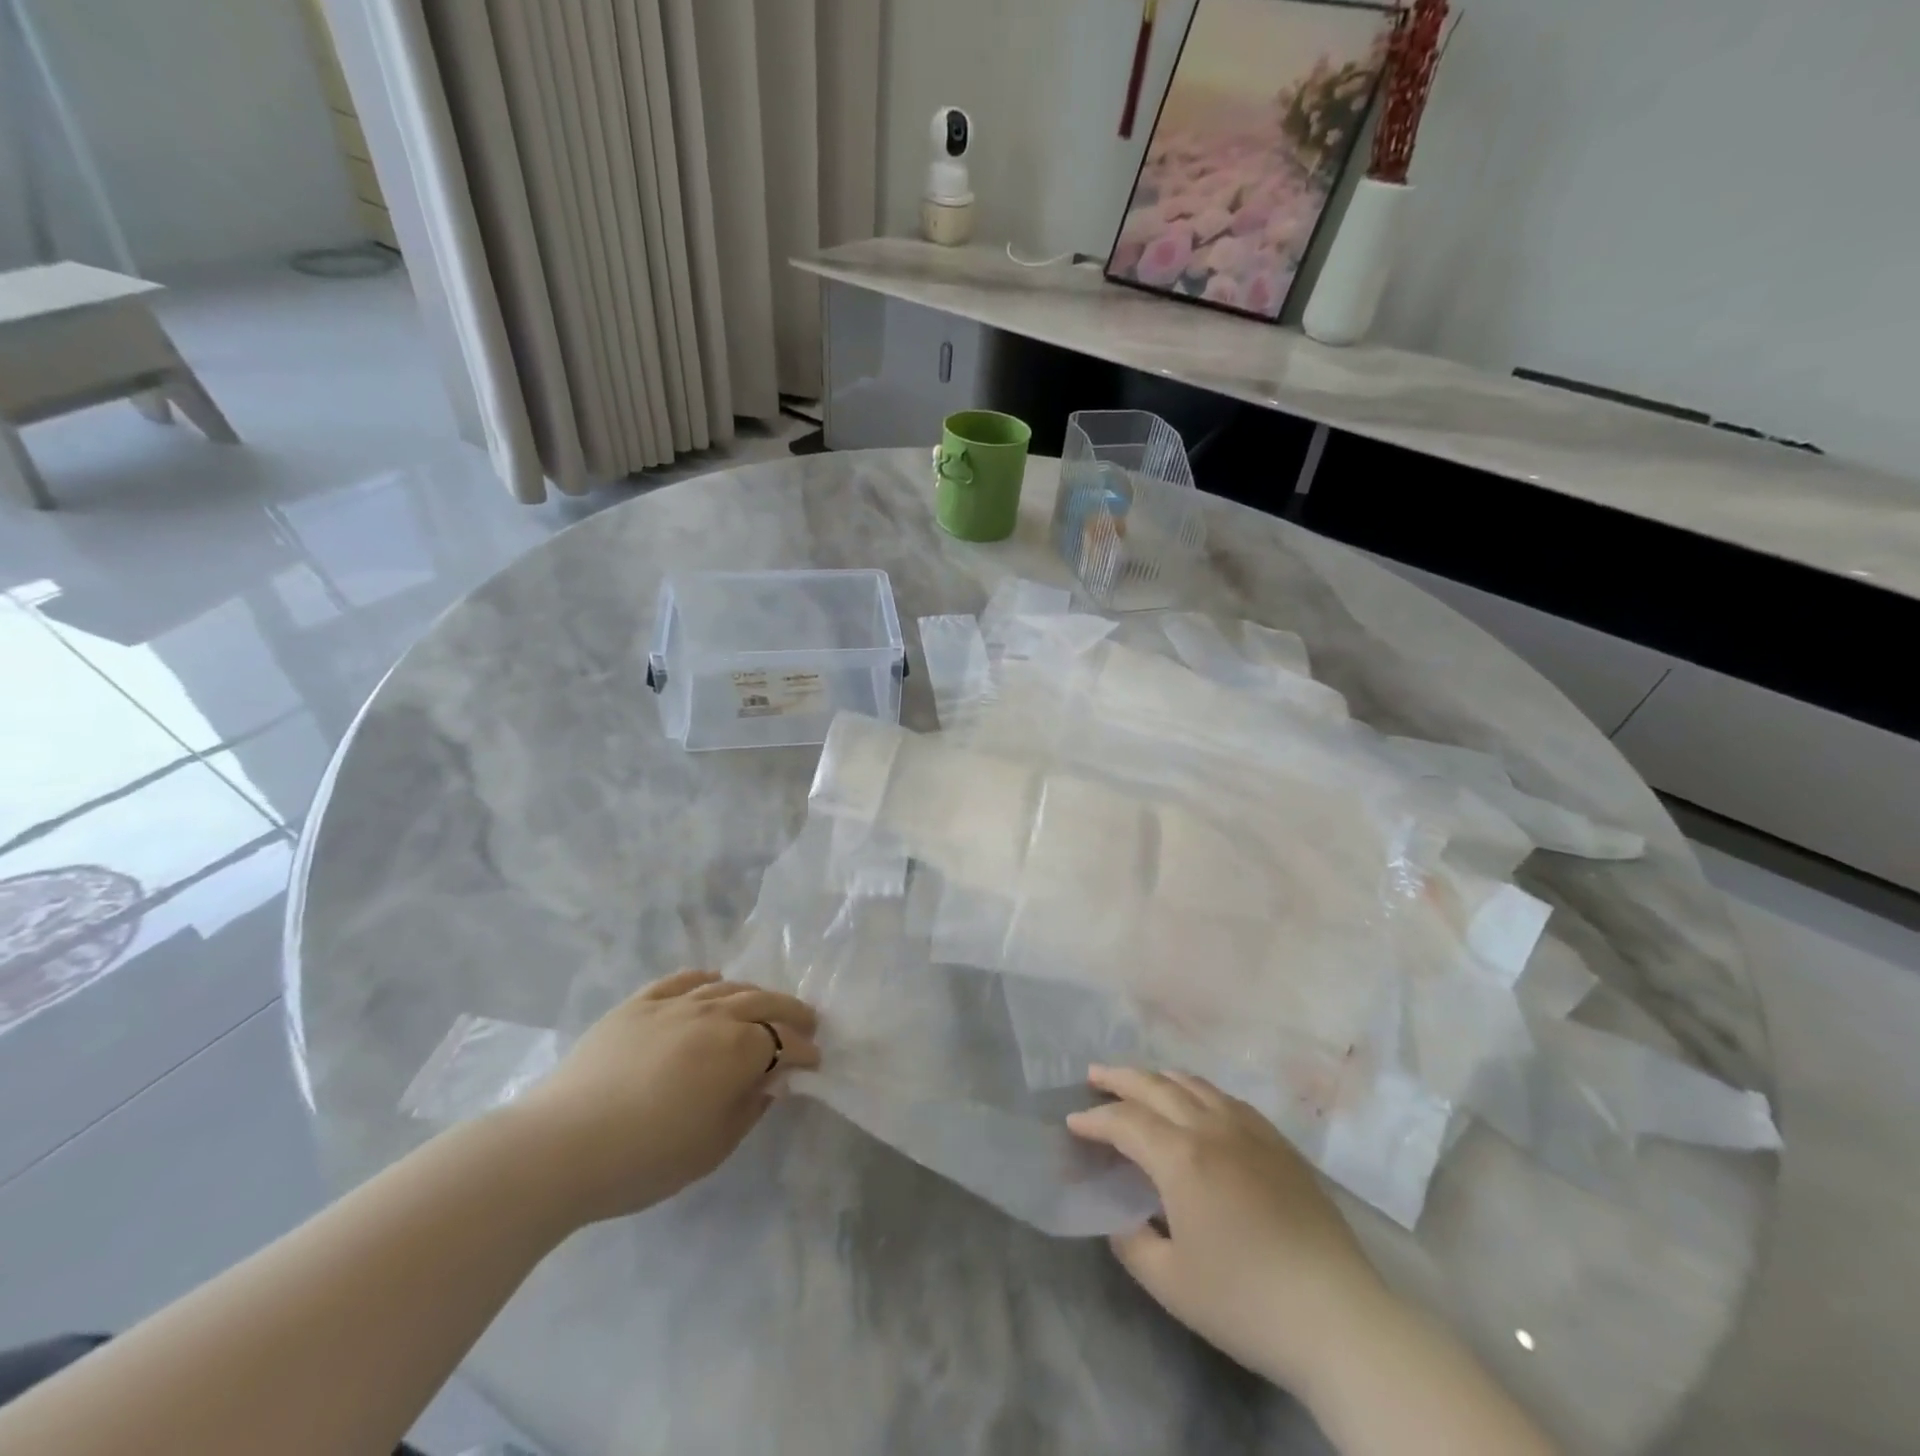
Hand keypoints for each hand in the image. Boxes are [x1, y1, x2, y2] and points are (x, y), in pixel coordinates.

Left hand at [507, 970, 819, 1227]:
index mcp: (738, 1050)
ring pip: (727, 988)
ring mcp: (674, 1004)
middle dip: (791, 1012)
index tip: (815, 1061)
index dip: (804, 1051)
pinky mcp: (639, 1003)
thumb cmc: (645, 1158)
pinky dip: (705, 979)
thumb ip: (750, 1108)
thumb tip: (771, 1081)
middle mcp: (714, 1015)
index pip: (784, 1042)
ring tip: (763, 1006)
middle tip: (806, 1022)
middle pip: (764, 1002)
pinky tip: (712, 983)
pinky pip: (682, 980)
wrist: (560, 1146)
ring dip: (754, 995)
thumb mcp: (712, 1147)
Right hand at [1066, 1065, 1386, 1393]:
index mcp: (1181, 1157)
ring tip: (1139, 1082)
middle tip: (1094, 1075)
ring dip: (1158, 1078)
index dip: (1094, 1120)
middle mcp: (1211, 1127)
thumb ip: (1132, 1241)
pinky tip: (1196, 1103)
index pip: (1125, 1122)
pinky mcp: (1278, 1143)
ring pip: (1194, 1084)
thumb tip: (1122, 1216)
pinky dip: (1197, 1091)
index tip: (1072, 1123)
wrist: (1338, 1317)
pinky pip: (1226, 1098)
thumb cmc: (1245, 1302)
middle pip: (1156, 1085)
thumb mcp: (1170, 1282)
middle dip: (1120, 1078)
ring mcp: (1249, 1130)